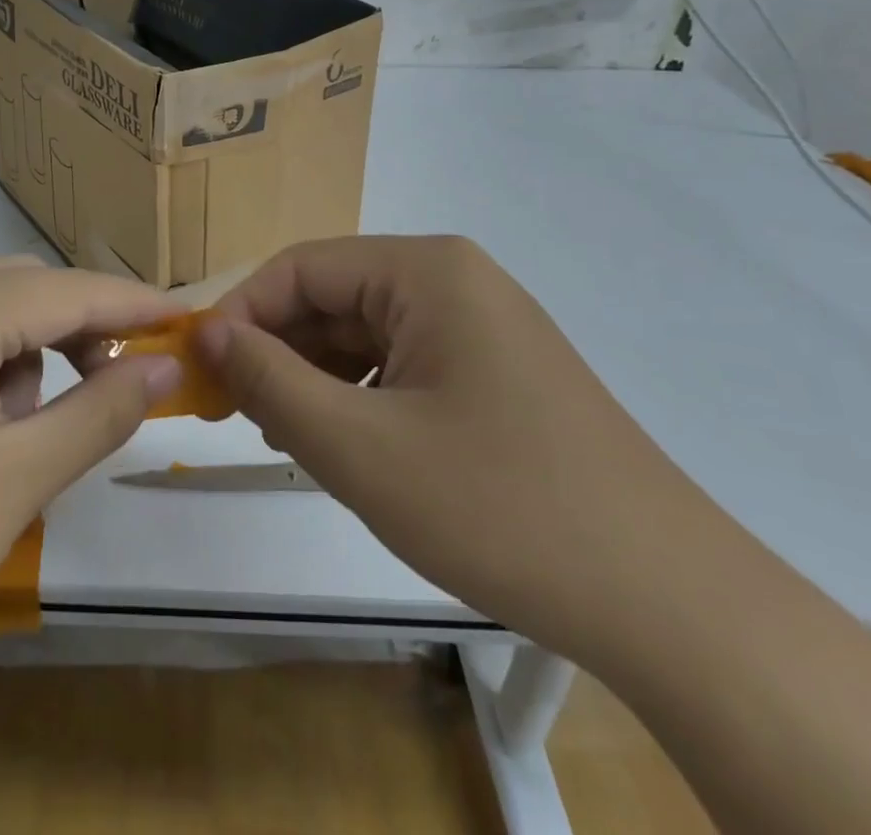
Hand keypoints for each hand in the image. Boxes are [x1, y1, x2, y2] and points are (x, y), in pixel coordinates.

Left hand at [0, 256, 181, 834]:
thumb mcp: (20, 477)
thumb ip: (104, 408)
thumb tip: (166, 364)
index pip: (68, 289)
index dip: (134, 305)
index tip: (187, 319)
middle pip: (21, 288)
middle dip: (77, 329)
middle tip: (115, 384)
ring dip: (23, 350)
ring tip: (28, 429)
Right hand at [201, 235, 708, 659]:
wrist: (669, 603)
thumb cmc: (499, 507)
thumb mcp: (358, 447)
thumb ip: (270, 381)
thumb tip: (207, 335)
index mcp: (425, 270)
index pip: (301, 268)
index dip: (241, 313)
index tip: (200, 370)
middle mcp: (454, 281)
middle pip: (334, 298)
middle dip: (277, 351)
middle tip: (232, 413)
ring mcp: (481, 327)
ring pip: (365, 336)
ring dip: (314, 379)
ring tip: (283, 437)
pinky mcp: (497, 373)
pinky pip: (403, 366)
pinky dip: (360, 398)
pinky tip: (344, 446)